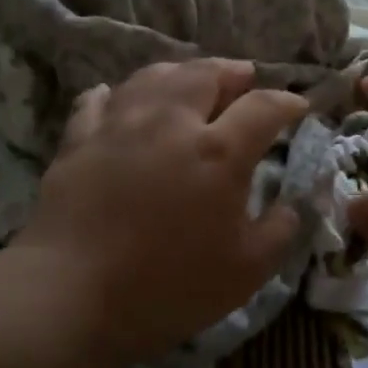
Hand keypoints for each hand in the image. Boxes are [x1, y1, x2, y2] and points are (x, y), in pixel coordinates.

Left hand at [15, 59, 308, 367]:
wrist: (68, 297)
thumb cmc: (167, 288)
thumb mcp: (245, 272)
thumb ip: (279, 231)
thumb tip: (292, 205)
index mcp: (217, 151)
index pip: (263, 107)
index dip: (287, 102)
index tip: (299, 107)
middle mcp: (170, 122)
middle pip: (205, 73)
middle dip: (232, 71)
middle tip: (244, 78)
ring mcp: (119, 125)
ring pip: (153, 76)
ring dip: (180, 72)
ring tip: (191, 81)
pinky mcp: (78, 140)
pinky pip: (98, 101)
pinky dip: (116, 95)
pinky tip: (118, 99)